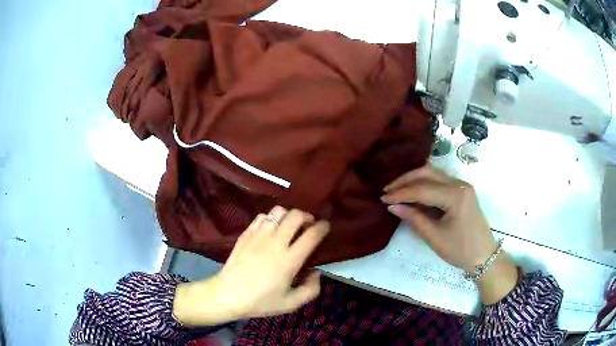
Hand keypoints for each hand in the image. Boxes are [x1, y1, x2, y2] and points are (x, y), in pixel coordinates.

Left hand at [173, 206, 329, 325]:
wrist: (227, 295)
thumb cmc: (260, 301)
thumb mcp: (291, 304)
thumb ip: (311, 290)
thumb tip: (316, 273)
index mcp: (290, 260)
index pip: (312, 235)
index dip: (323, 227)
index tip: (326, 226)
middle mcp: (276, 243)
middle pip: (296, 215)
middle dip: (307, 216)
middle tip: (308, 225)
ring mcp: (259, 236)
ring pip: (278, 211)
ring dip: (288, 215)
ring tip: (289, 226)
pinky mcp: (246, 234)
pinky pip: (262, 217)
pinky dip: (270, 219)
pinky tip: (270, 229)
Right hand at [381, 165, 517, 303]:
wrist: (483, 256)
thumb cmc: (460, 250)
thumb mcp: (435, 237)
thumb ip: (414, 218)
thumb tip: (393, 206)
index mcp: (455, 195)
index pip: (422, 189)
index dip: (401, 193)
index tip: (383, 199)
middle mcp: (459, 184)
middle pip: (427, 173)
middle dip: (405, 180)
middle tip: (387, 191)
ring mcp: (461, 185)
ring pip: (433, 173)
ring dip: (413, 180)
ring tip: (396, 190)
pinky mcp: (461, 190)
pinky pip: (439, 181)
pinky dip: (423, 184)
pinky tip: (412, 191)